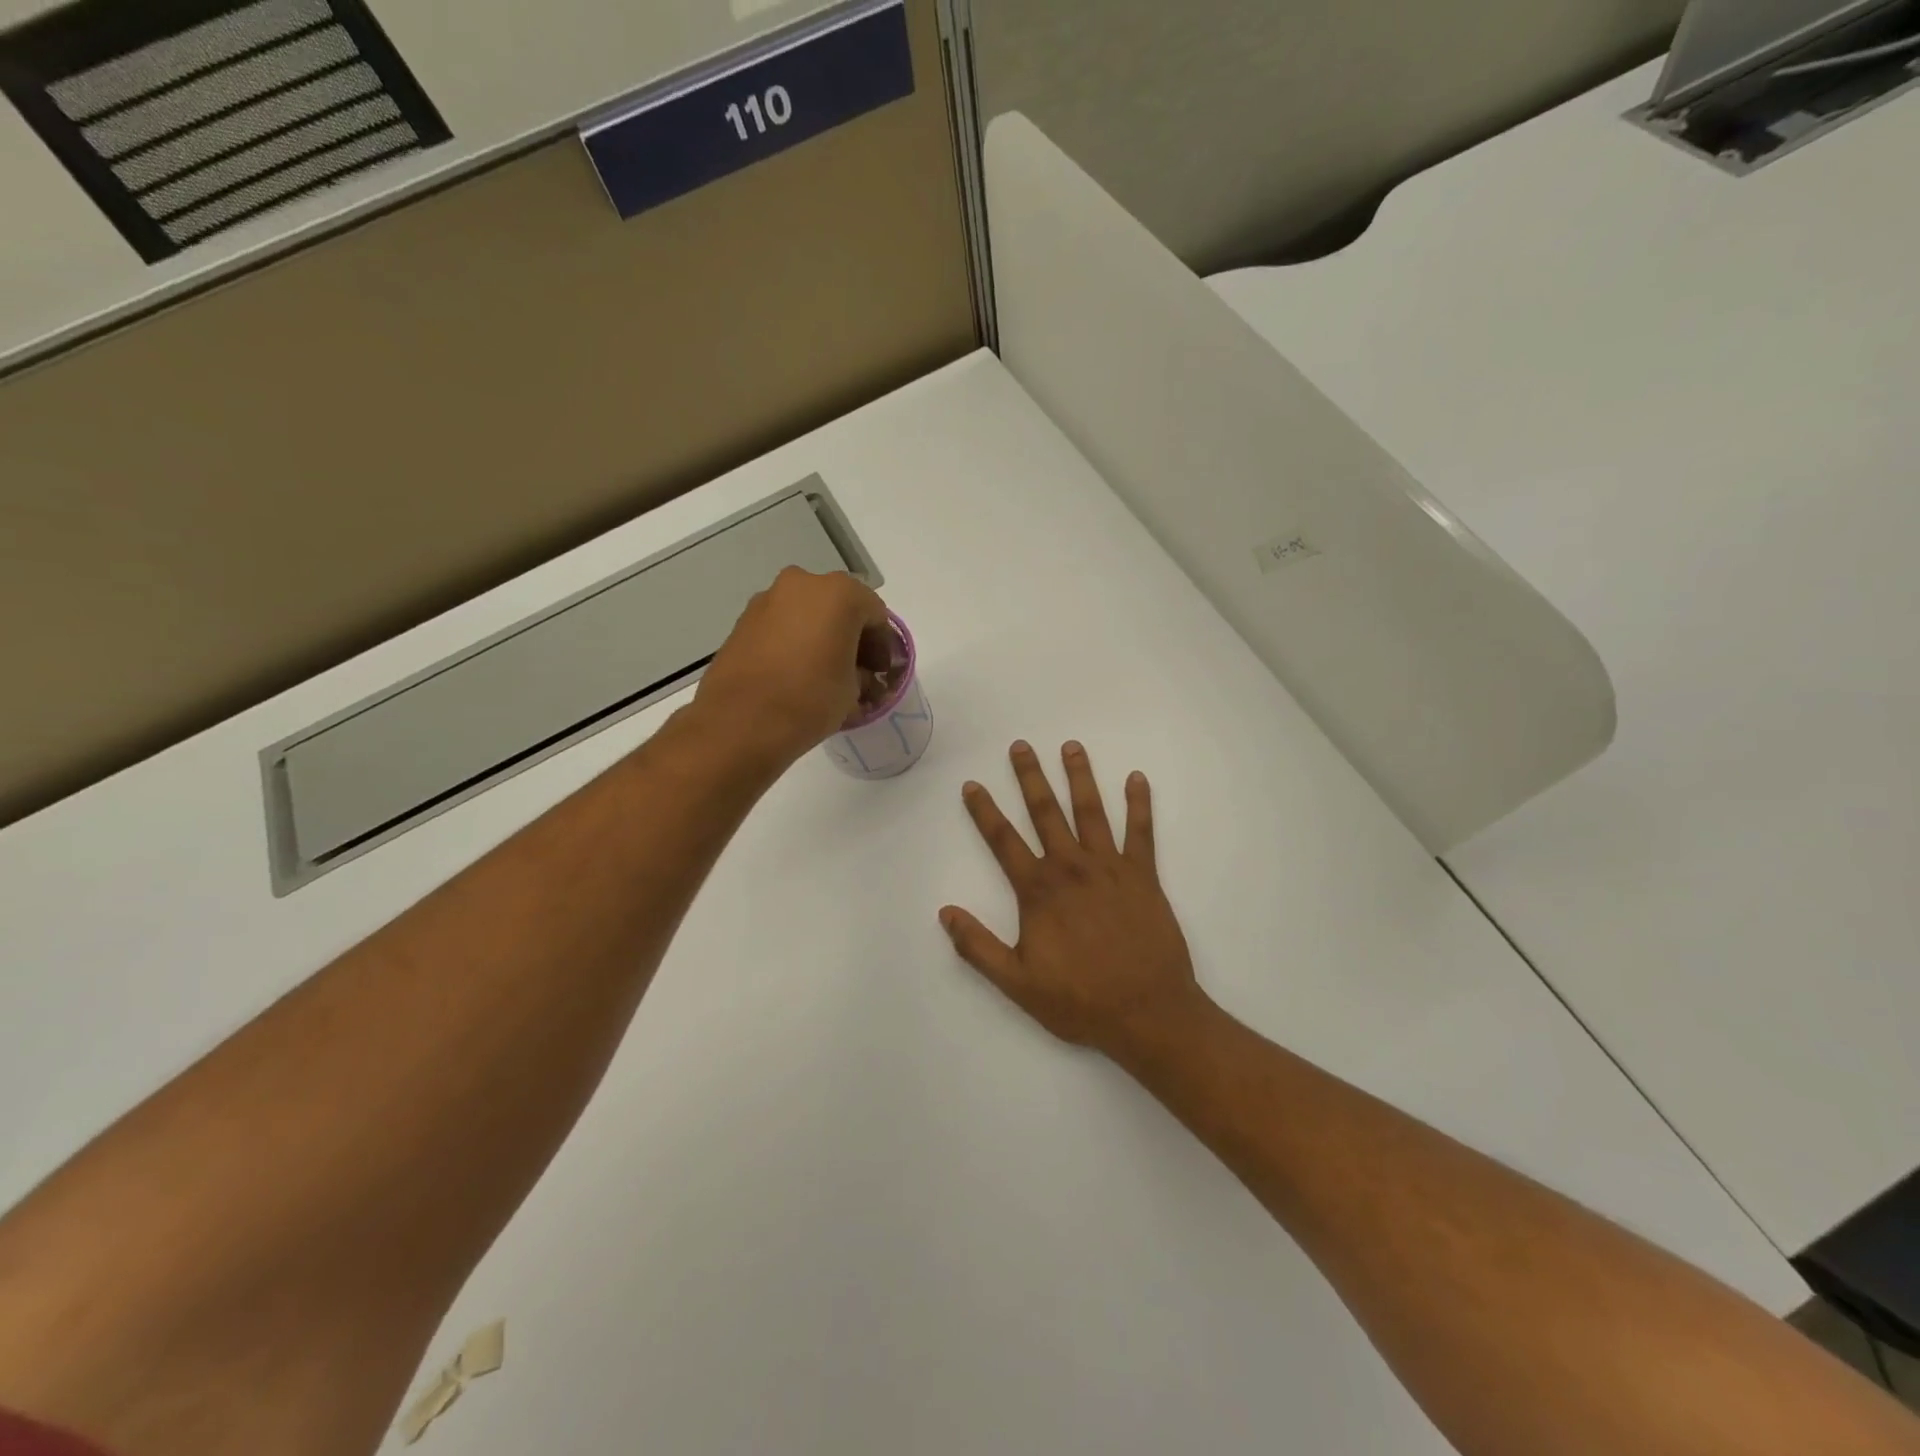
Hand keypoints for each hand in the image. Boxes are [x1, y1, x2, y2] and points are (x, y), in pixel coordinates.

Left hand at [694, 568, 890, 768]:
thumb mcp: (853, 691)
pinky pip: (782, 625)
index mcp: (840, 593)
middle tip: (856, 672)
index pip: (876, 615)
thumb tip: (858, 675)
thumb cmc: (810, 699)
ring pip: (808, 614)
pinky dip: (794, 642)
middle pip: (840, 607)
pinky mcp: (743, 620)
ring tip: (823, 675)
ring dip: (821, 637)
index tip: (881, 673)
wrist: (740, 723)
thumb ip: (863, 674)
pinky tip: (796, 673)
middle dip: (851, 637)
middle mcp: (803, 584)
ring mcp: (768, 599)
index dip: (883, 646)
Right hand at [940, 741, 1208, 1063]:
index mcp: (1039, 891)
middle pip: (1045, 813)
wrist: (1147, 1013)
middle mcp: (1071, 868)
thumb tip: (945, 913)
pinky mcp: (1143, 876)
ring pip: (1091, 811)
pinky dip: (1139, 804)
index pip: (1003, 841)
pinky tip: (1136, 778)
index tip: (972, 785)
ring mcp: (1110, 868)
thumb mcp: (1017, 983)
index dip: (984, 811)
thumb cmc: (1080, 1000)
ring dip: (1079, 777)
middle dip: (1030, 777)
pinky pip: (1141, 832)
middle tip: (1021, 746)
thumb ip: (978, 947)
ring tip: (1071, 747)